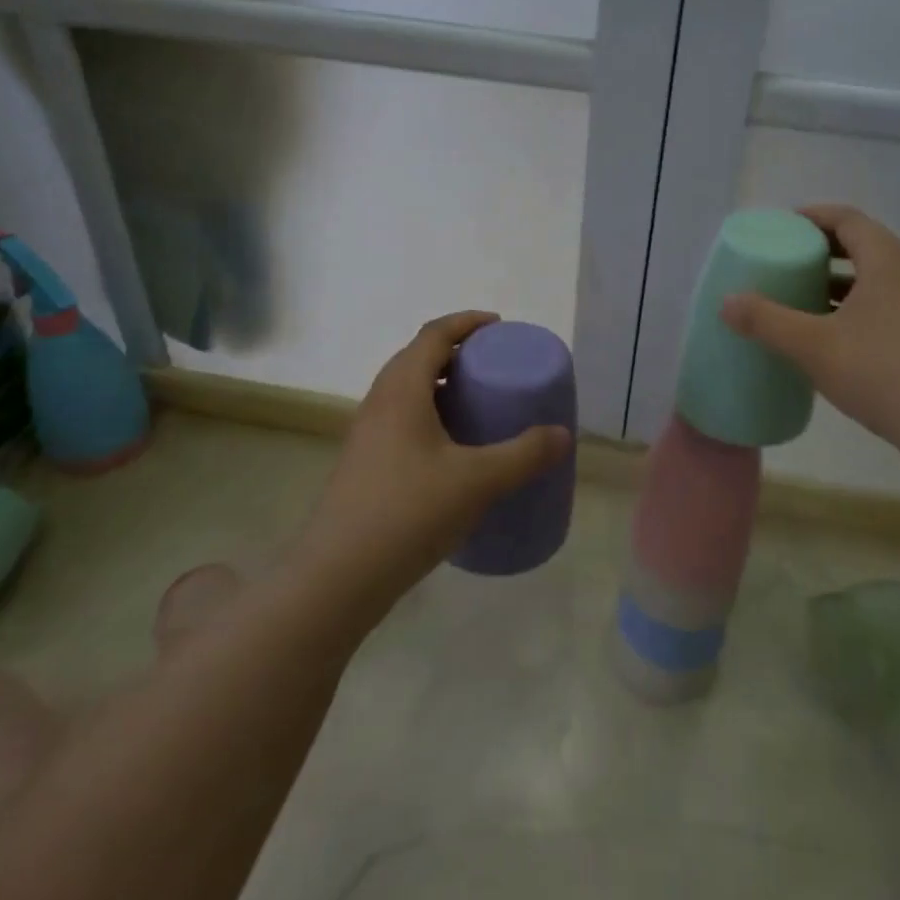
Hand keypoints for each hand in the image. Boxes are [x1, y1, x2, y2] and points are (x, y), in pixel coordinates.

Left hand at [294, 312, 570, 623]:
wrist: (338, 576)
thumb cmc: (408, 512)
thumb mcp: (477, 481)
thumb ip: (524, 455)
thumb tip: (562, 435)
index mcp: (402, 390)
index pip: (433, 335)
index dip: (466, 322)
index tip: (498, 326)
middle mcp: (379, 402)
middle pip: (417, 357)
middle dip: (455, 351)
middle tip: (492, 364)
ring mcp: (367, 434)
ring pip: (406, 390)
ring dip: (440, 384)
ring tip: (476, 403)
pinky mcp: (364, 463)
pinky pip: (400, 418)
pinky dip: (429, 414)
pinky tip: (451, 449)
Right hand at [719, 205, 899, 469]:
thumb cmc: (885, 374)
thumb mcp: (814, 347)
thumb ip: (767, 321)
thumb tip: (726, 302)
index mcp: (887, 263)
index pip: (848, 219)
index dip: (813, 216)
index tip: (783, 225)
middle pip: (864, 245)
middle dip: (823, 249)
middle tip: (787, 261)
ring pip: (878, 279)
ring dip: (841, 282)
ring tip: (805, 298)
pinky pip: (889, 305)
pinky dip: (859, 307)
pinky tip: (838, 338)